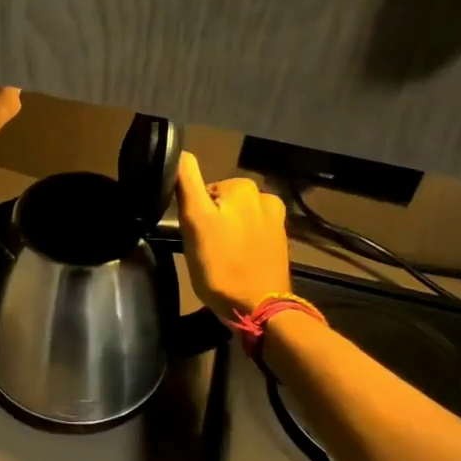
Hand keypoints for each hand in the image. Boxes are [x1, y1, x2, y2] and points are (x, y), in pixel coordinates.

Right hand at [175, 153, 291, 319]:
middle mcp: (264, 196)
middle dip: (211, 221)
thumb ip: (187, 182)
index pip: (202, 189)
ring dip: (225, 232)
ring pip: (235, 218)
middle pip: (220, 203)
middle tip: (204, 249)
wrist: (260, 309)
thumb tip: (180, 151)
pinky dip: (241, 243)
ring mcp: (276, 220)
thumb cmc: (221, 265)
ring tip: (219, 258)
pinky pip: (250, 233)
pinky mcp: (280, 242)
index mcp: (243, 187)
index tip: (193, 234)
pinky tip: (236, 262)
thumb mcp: (194, 221)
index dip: (193, 211)